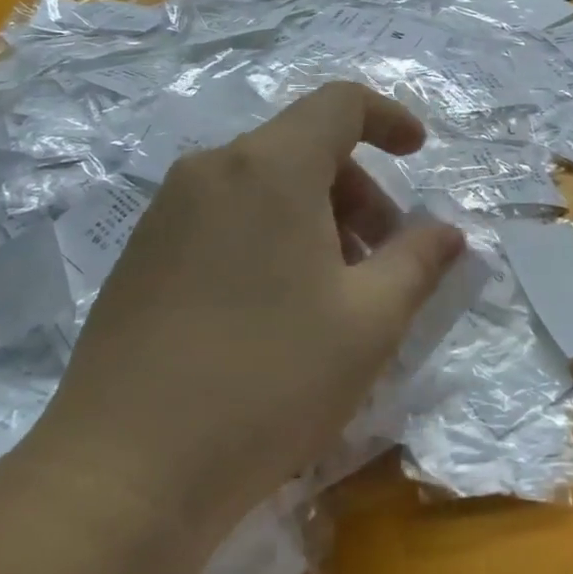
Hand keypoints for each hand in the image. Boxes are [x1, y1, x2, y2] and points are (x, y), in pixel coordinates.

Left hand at [38, 83, 464, 536]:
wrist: (125, 470)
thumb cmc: (268, 381)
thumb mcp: (368, 322)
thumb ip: (418, 262)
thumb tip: (447, 232)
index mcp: (269, 166)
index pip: (339, 103)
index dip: (388, 118)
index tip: (418, 154)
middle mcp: (211, 169)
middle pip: (302, 147)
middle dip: (357, 189)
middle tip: (382, 258)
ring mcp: (166, 211)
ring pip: (261, 185)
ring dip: (314, 217)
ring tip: (333, 293)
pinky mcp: (140, 253)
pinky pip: (222, 217)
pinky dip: (267, 236)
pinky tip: (274, 310)